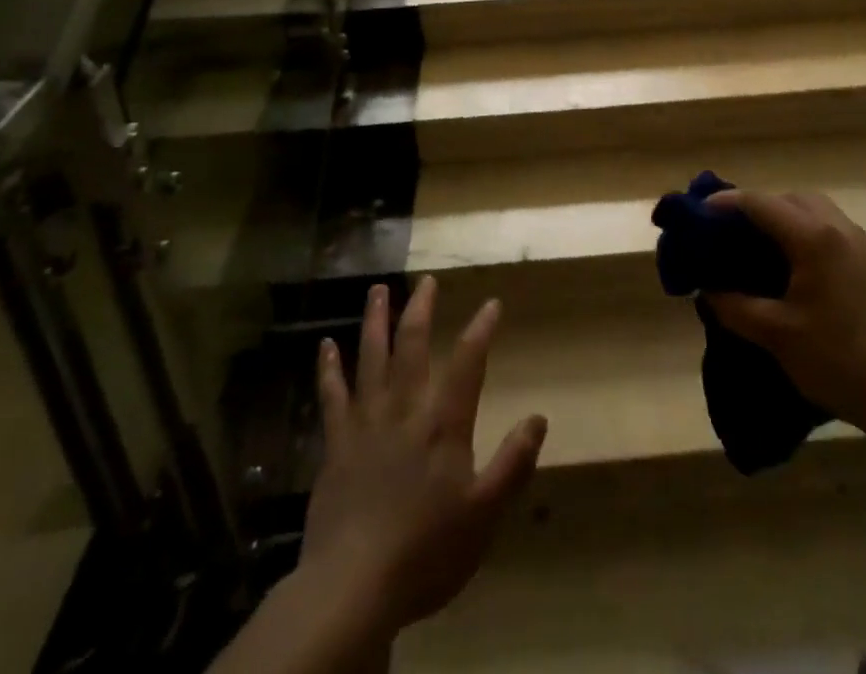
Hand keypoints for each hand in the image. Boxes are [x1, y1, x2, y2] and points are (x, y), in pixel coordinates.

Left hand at [298, 276, 548, 638]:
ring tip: (378, 289)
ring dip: (375, 320)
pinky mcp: (335, 443)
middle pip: (413, 345)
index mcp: (443, 423)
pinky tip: (326, 345)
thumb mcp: (484, 515)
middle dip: (422, 309)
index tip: (491, 303)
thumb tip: (539, 417)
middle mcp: (405, 408)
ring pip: (371, 357)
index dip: (481, 330)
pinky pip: (332, 395)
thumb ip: (512, 464)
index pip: (468, 363)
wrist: (353, 585)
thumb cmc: (426, 551)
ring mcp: (366, 422)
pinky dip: (328, 368)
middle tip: (427, 280)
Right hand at [705, 192, 865, 444]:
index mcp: (814, 238)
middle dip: (762, 207)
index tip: (701, 213)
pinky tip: (810, 276)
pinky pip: (842, 237)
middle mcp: (844, 230)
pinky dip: (816, 240)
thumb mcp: (777, 335)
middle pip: (794, 199)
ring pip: (822, 214)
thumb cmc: (841, 362)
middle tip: (736, 232)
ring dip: (792, 221)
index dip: (726, 203)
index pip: (761, 203)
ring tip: (770, 251)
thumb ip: (736, 306)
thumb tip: (709, 290)